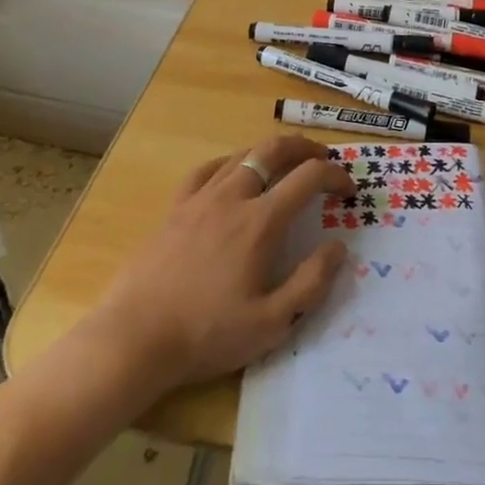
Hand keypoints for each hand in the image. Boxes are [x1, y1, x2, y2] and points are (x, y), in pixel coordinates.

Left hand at [78, 134, 354, 389]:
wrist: (136, 337)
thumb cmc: (207, 333)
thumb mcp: (271, 323)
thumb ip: (311, 283)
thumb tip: (338, 247)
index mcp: (261, 221)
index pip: (308, 178)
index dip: (334, 176)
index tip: (348, 189)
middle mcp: (234, 196)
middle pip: (274, 150)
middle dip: (305, 147)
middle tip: (322, 158)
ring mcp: (201, 198)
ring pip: (242, 154)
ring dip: (270, 151)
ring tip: (285, 162)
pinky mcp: (176, 207)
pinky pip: (207, 169)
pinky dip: (230, 163)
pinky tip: (232, 172)